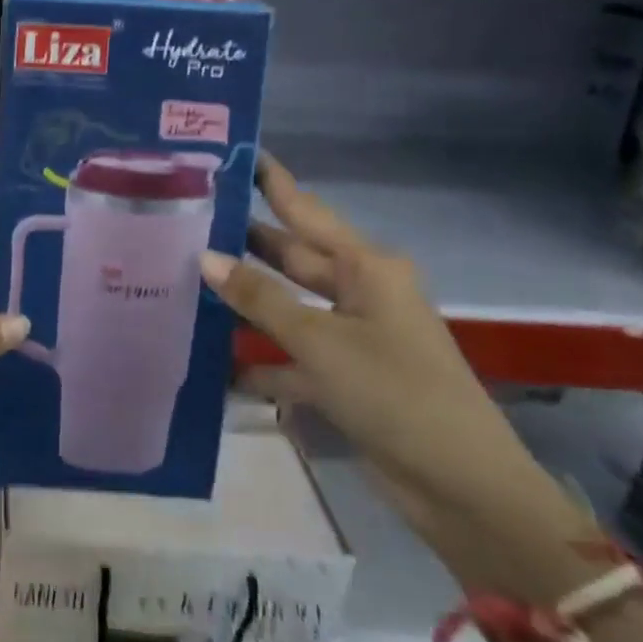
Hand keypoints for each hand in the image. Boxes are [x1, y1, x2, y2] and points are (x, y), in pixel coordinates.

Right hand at [200, 154, 588, 594]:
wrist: (461, 487)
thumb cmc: (395, 393)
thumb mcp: (321, 341)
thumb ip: (261, 299)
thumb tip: (206, 257)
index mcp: (365, 267)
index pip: (306, 210)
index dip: (272, 182)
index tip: (234, 154)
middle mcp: (358, 293)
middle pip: (291, 257)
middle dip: (243, 242)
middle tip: (185, 220)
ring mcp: (351, 337)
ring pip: (286, 307)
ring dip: (244, 303)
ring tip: (182, 282)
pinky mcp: (344, 378)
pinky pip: (290, 357)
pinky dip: (257, 360)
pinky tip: (210, 361)